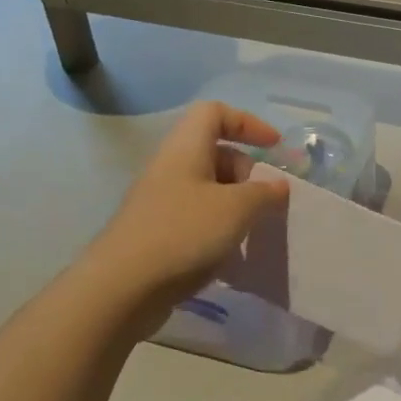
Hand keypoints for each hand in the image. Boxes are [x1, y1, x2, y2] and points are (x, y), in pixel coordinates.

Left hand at [87, 101, 290, 333]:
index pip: (215, 112)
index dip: (248, 122)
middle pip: (214, 153)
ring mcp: (161, 202)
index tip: (274, 148)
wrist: (123, 287)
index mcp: (186, 148)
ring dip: (235, 206)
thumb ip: (264, 193)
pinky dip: (218, 230)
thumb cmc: (183, 233)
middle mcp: (171, 168)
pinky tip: (230, 257)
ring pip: (208, 190)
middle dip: (246, 173)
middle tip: (263, 202)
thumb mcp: (236, 209)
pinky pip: (196, 219)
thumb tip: (278, 185)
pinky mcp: (157, 233)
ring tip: (250, 233)